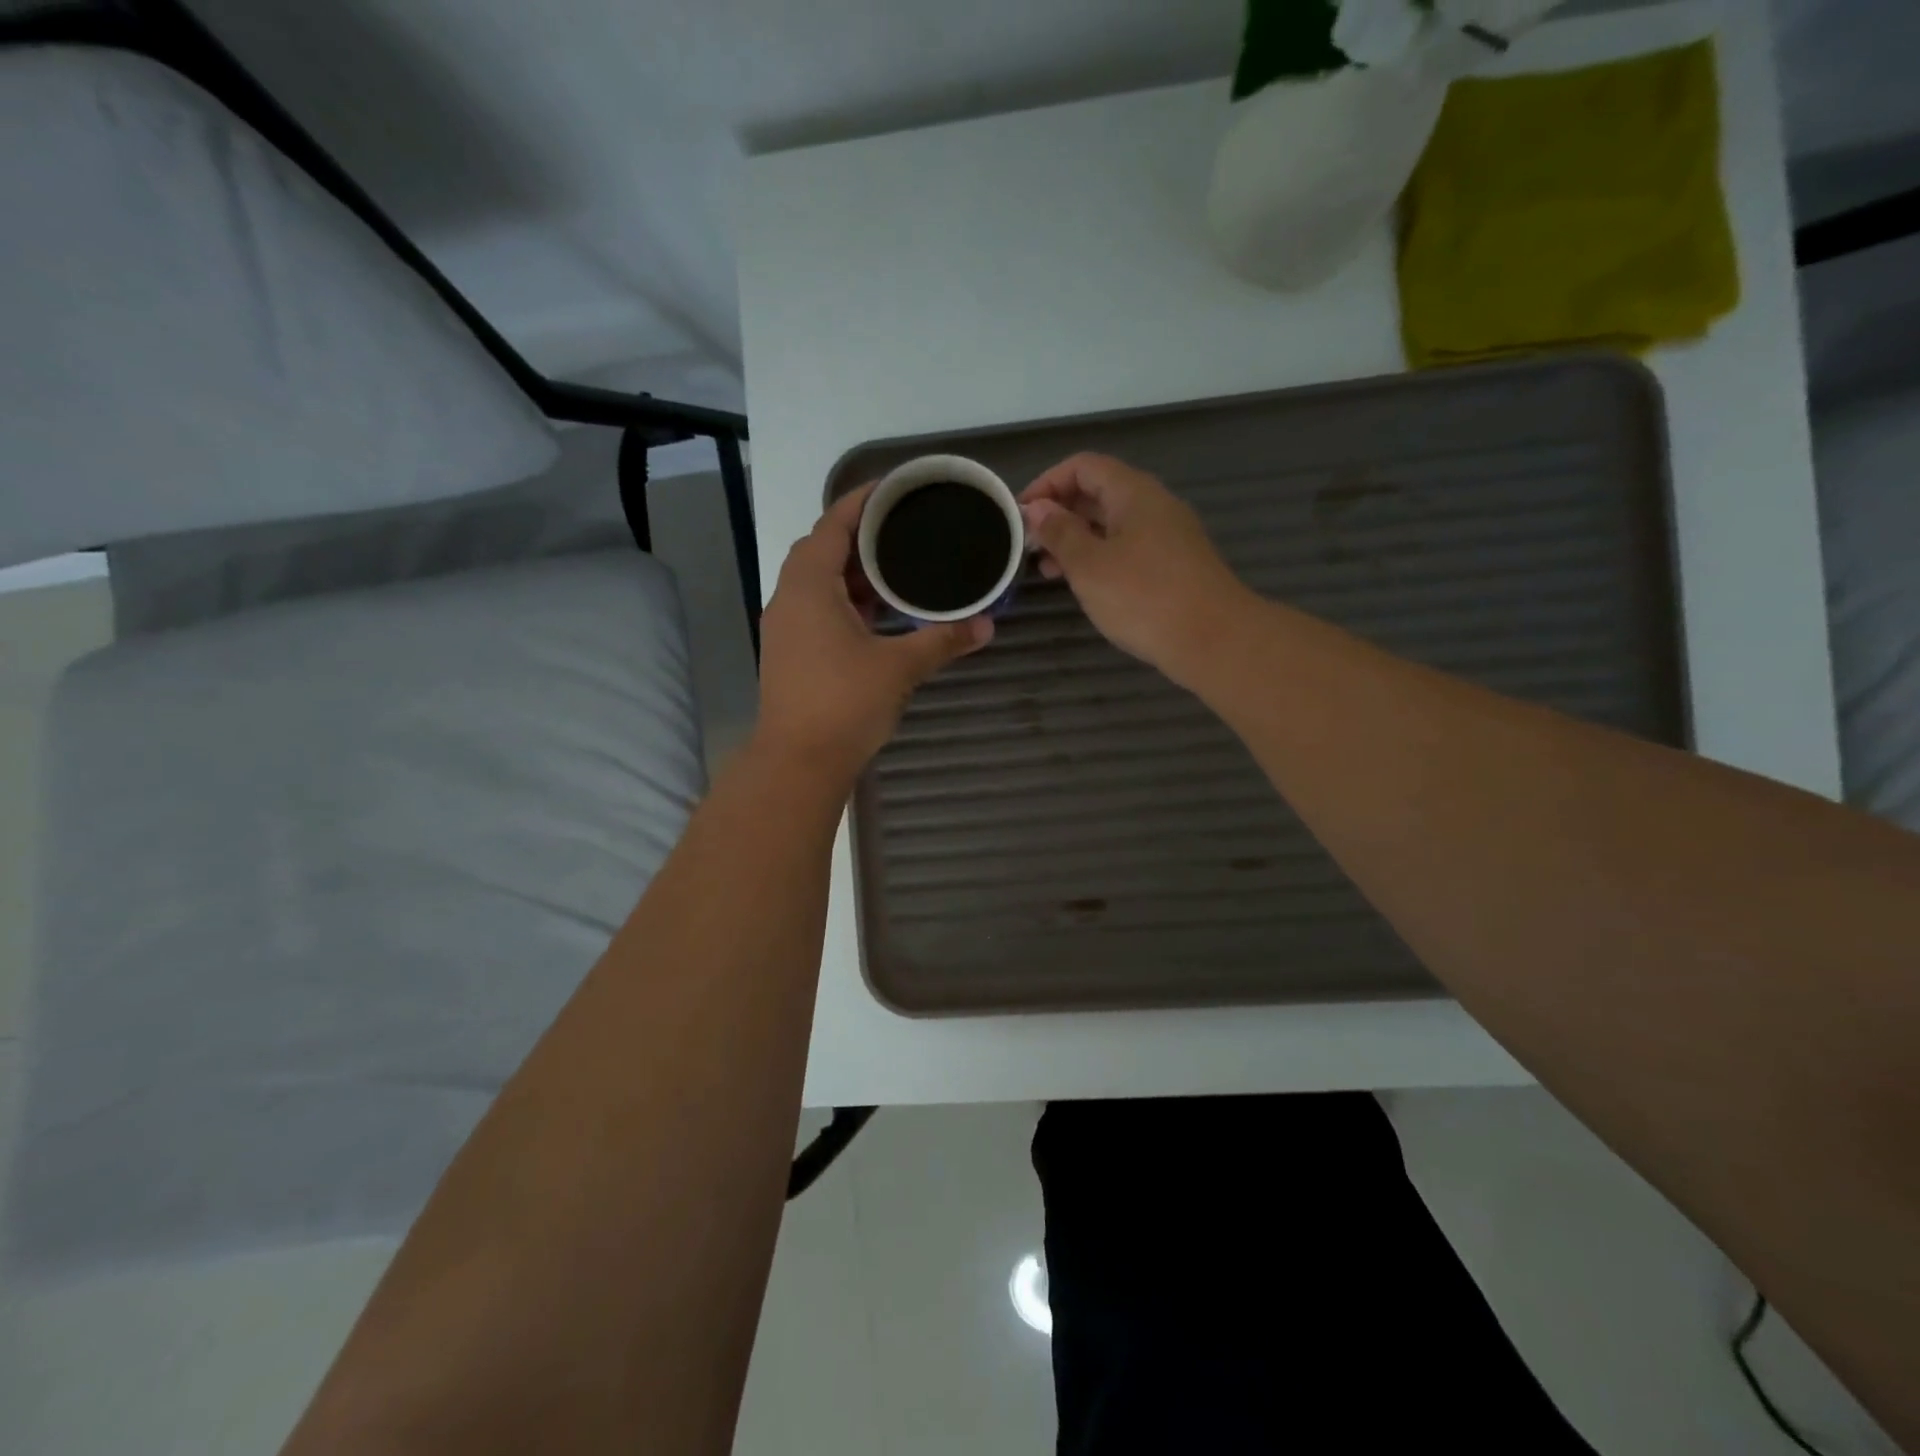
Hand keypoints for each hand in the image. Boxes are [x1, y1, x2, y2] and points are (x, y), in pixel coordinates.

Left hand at [756, 483, 992, 779]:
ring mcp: (785, 628)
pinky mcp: (790, 654)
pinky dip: (846, 602)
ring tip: (898, 570)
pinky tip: (879, 615)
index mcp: (809, 586)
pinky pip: (817, 609)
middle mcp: (789, 599)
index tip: (892, 488)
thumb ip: (942, 640)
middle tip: (904, 531)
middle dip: (860, 538)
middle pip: (822, 551)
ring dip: (853, 574)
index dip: (860, 502)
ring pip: (818, 584)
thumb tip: (986, 625)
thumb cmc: (843, 704)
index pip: (832, 525)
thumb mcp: (899, 667)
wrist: (797, 763)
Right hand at [1020, 453, 1249, 685]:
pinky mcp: (1174, 565)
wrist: (1213, 639)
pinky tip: (1085, 585)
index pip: (1083, 466)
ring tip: (1049, 571)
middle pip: (1099, 493)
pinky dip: (1100, 558)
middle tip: (1030, 546)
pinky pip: (1128, 548)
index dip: (1047, 483)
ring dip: (1077, 540)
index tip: (1020, 514)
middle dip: (1060, 514)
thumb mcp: (1089, 565)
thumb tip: (1038, 508)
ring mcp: (1168, 535)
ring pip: (1113, 524)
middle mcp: (1154, 505)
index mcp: (1134, 493)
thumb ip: (1060, 533)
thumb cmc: (1144, 597)